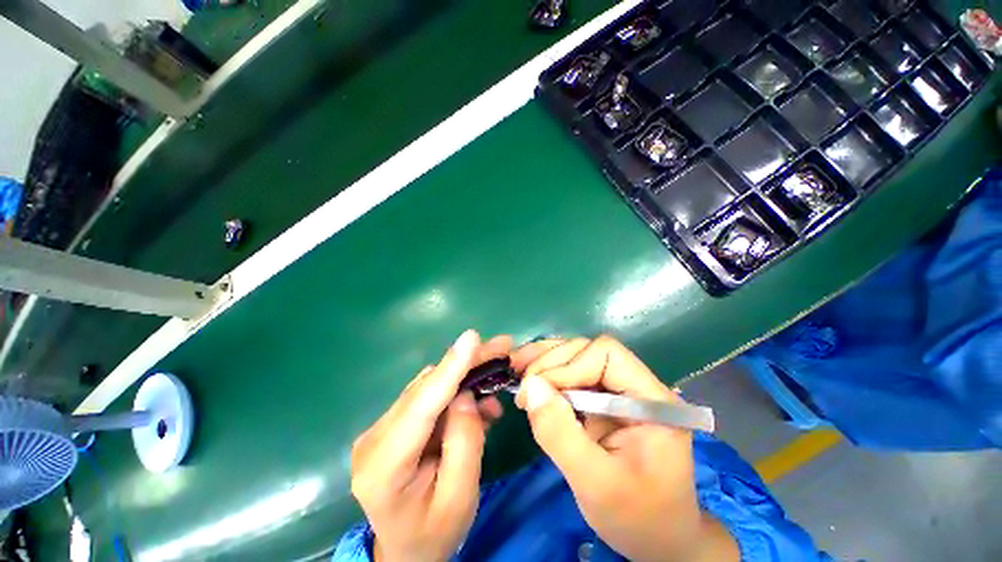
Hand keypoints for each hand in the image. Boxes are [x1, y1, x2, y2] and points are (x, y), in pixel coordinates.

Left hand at [351, 330, 509, 561]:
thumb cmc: (435, 532)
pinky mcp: (393, 425)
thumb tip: (467, 394)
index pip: (421, 407)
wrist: (406, 550)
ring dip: (463, 377)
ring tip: (495, 376)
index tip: (472, 338)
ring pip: (428, 387)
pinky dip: (455, 391)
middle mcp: (374, 438)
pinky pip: (428, 397)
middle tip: (500, 348)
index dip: (449, 368)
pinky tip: (477, 400)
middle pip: (426, 388)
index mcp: (384, 467)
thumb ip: (465, 443)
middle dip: (465, 365)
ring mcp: (381, 429)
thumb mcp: (460, 497)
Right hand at [512, 336, 738, 561]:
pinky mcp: (603, 399)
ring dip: (544, 363)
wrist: (656, 537)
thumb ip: (560, 434)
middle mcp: (636, 384)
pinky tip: (529, 381)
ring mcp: (618, 390)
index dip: (569, 366)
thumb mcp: (595, 484)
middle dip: (551, 364)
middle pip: (588, 350)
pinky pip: (572, 375)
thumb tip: (531, 386)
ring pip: (577, 357)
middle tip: (522, 388)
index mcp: (650, 400)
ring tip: (517, 372)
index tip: (540, 392)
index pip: (606, 354)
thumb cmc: (636, 517)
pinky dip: (547, 374)